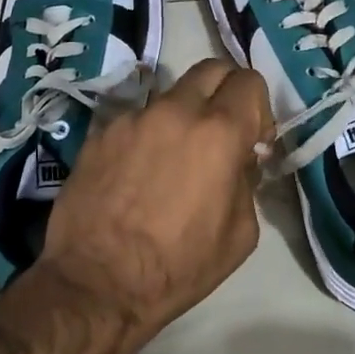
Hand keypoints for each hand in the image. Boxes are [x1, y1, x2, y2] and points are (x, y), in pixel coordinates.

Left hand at [0, 60, 272, 353]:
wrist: (97, 284)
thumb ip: (248, 182)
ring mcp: (132, 118)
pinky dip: (147, 136)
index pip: (249, 81)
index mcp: (218, 132)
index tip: (253, 139)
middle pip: (210, 69)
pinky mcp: (99, 133)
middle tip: (221, 130)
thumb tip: (241, 159)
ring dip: (183, 116)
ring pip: (170, 96)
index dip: (258, 106)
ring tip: (172, 159)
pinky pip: (135, 120)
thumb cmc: (179, 266)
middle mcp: (175, 111)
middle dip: (224, 91)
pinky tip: (137, 174)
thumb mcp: (241, 233)